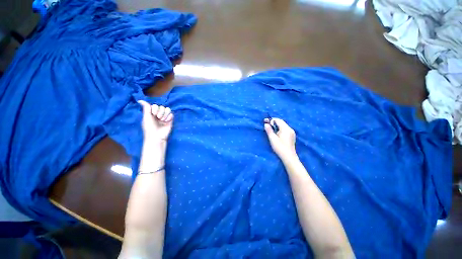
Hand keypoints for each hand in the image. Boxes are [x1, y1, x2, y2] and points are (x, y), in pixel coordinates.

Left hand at [138, 100, 173, 142]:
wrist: (157, 136)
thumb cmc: (149, 127)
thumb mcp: (146, 117)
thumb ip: (146, 108)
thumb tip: (140, 100)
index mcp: (152, 113)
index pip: (156, 105)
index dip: (155, 108)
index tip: (153, 114)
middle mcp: (158, 114)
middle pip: (162, 107)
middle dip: (160, 112)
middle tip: (158, 118)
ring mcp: (165, 117)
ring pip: (168, 109)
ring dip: (165, 114)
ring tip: (163, 120)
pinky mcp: (170, 120)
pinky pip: (172, 114)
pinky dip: (169, 117)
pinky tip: (167, 121)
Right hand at [264, 118, 296, 160]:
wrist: (289, 157)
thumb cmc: (280, 147)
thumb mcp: (272, 139)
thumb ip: (269, 130)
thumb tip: (266, 124)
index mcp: (286, 129)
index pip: (278, 120)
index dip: (271, 120)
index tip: (264, 121)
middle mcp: (290, 129)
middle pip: (281, 122)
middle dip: (273, 122)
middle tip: (266, 124)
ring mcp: (291, 132)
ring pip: (283, 125)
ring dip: (276, 125)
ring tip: (270, 128)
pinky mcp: (291, 136)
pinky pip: (285, 129)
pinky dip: (279, 129)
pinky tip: (276, 133)